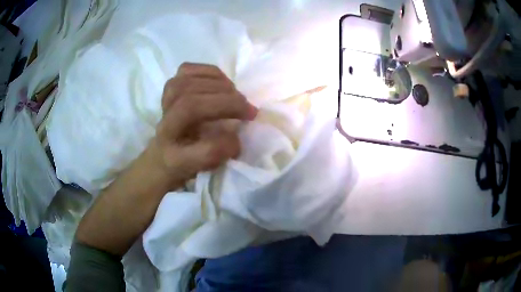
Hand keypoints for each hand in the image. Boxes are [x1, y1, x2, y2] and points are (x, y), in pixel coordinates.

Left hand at [75, 63, 255, 255]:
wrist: (157, 160)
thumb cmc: (178, 168)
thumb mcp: (195, 171)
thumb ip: (213, 156)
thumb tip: (236, 138)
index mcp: (169, 152)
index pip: (194, 151)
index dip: (222, 140)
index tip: (243, 141)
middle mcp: (164, 125)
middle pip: (189, 104)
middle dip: (225, 103)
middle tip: (249, 109)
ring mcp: (164, 105)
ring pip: (184, 83)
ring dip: (217, 84)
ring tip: (234, 93)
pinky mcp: (169, 91)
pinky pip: (184, 71)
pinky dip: (205, 71)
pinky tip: (219, 79)